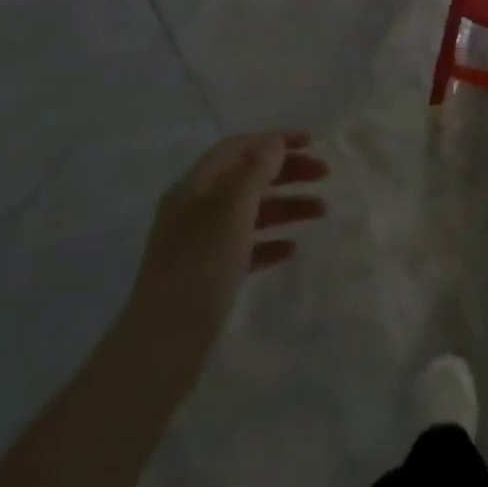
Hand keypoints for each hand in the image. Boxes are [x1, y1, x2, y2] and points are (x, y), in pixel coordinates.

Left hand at [123, 131, 327, 353]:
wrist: (163, 346)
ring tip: (322, 211)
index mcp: (195, 187)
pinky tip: (292, 248)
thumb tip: (274, 142)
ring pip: (251, 211)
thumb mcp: (231, 211)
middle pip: (247, 176)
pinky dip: (271, 240)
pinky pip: (246, 245)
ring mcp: (201, 243)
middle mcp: (195, 208)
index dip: (274, 140)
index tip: (313, 143)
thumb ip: (254, 172)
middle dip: (287, 171)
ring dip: (286, 204)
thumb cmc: (200, 268)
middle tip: (325, 174)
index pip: (238, 147)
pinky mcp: (208, 274)